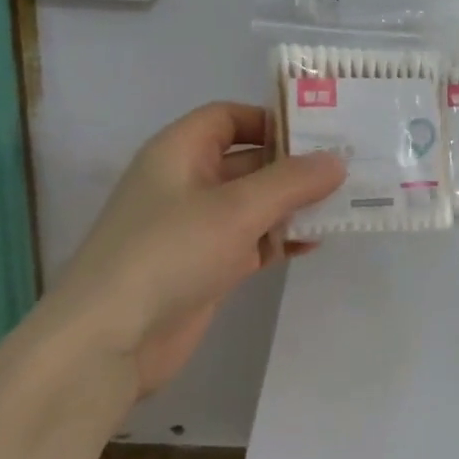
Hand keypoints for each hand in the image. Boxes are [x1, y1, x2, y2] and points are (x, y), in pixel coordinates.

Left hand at [44, 102, 345, 395]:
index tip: (320, 130)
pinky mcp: (207, 266)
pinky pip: (252, 240)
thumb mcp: (237, 209)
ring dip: (294, 203)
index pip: (229, 117)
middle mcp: (187, 182)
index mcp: (180, 152)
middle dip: (294, 164)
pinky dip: (281, 238)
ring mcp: (196, 227)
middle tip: (348, 166)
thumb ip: (292, 181)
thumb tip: (338, 160)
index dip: (271, 119)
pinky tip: (316, 241)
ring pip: (254, 203)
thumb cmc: (170, 253)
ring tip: (344, 202)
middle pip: (248, 160)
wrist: (110, 341)